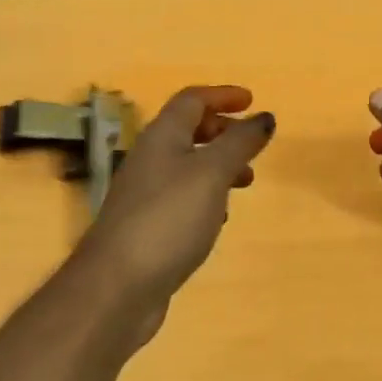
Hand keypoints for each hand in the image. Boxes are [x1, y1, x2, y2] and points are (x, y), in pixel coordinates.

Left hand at [70, 86, 274, 334]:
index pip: (191, 101)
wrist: (118, 285)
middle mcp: (149, 160)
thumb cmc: (169, 218)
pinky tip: (219, 219)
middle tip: (253, 143)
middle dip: (222, 131)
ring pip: (185, 166)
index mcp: (161, 138)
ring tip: (246, 182)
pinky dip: (206, 197)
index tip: (252, 101)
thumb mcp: (212, 173)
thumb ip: (240, 143)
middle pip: (186, 131)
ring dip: (217, 166)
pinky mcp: (147, 227)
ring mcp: (145, 195)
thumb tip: (263, 117)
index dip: (221, 96)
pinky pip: (181, 198)